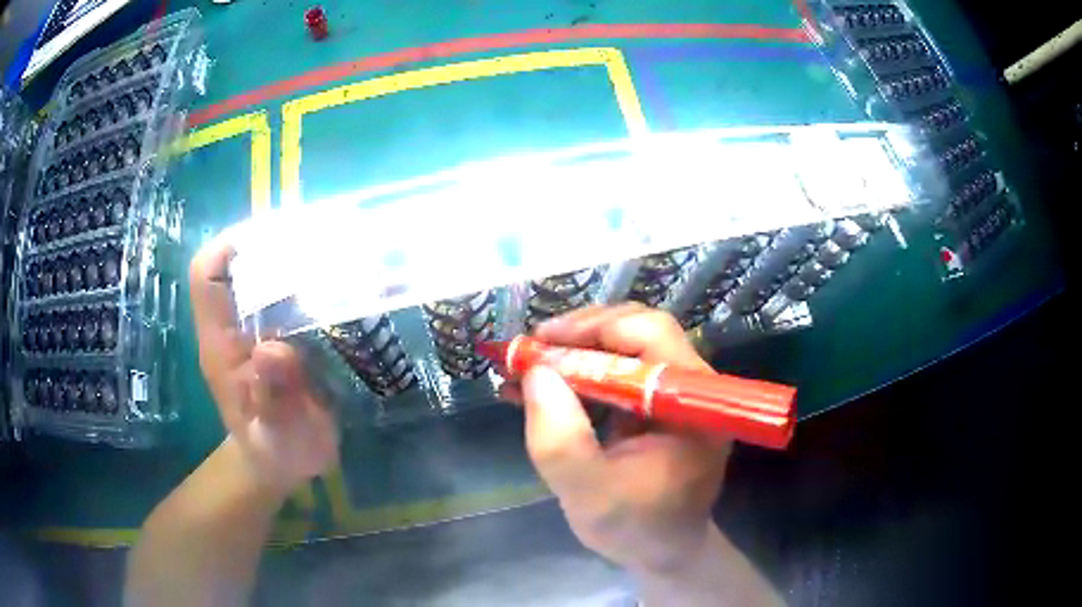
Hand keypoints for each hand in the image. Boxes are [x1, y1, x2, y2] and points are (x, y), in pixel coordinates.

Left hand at [190, 237, 338, 495]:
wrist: (283, 463)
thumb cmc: (276, 453)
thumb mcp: (278, 437)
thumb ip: (274, 400)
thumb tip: (271, 350)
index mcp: (220, 345)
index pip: (206, 277)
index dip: (228, 248)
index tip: (272, 238)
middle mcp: (233, 326)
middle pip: (238, 265)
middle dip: (271, 244)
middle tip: (321, 239)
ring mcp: (257, 328)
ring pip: (264, 274)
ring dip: (294, 257)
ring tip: (338, 252)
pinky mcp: (280, 332)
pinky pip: (289, 294)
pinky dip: (311, 279)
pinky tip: (342, 281)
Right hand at [507, 304, 732, 575]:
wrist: (661, 550)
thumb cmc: (635, 528)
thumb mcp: (588, 493)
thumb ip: (561, 439)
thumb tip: (536, 371)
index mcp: (693, 405)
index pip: (652, 336)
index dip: (596, 329)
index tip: (542, 343)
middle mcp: (692, 386)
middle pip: (639, 332)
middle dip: (581, 335)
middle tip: (533, 350)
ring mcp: (674, 393)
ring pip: (624, 346)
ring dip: (574, 352)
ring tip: (527, 368)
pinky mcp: (655, 402)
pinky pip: (616, 371)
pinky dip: (577, 373)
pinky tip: (540, 386)